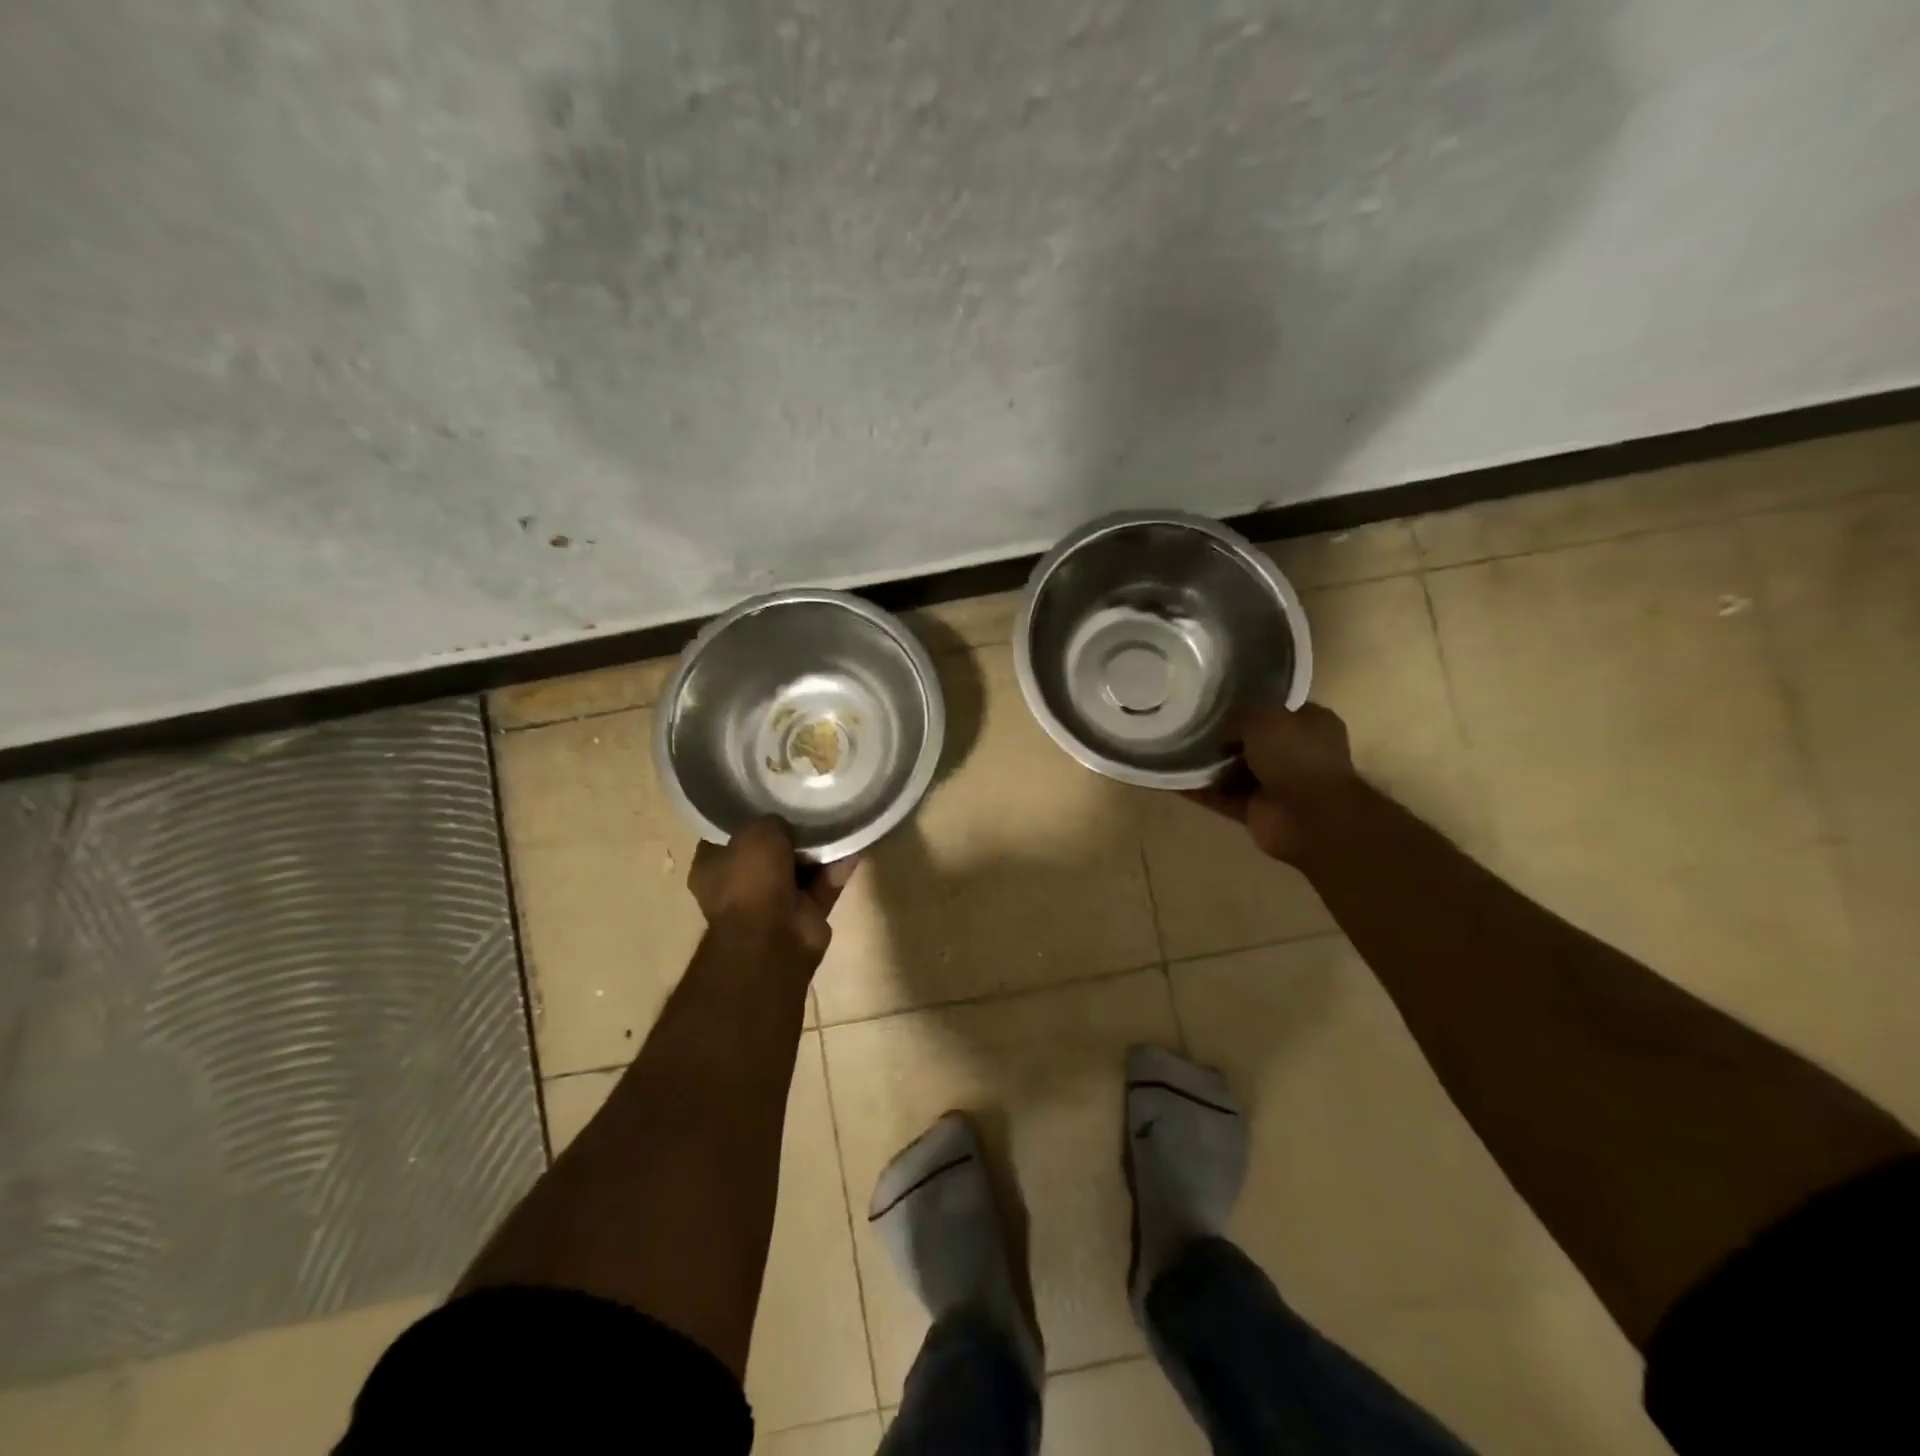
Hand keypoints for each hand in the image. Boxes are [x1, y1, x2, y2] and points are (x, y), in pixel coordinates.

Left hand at [688, 817, 855, 968]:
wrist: (773, 939)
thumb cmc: (750, 881)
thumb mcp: (756, 832)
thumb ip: (772, 821)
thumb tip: (787, 825)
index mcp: (713, 867)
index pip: (728, 834)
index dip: (749, 814)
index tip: (769, 794)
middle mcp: (740, 885)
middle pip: (768, 851)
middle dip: (789, 832)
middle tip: (810, 804)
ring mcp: (774, 902)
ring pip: (800, 867)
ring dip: (818, 849)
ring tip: (838, 817)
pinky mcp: (806, 914)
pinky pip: (825, 883)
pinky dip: (838, 867)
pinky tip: (855, 842)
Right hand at [1185, 702, 1358, 862]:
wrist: (1310, 817)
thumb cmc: (1296, 756)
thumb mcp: (1264, 717)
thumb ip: (1238, 716)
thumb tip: (1219, 731)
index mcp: (1310, 724)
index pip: (1275, 709)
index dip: (1247, 704)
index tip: (1213, 700)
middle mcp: (1295, 753)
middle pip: (1250, 740)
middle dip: (1221, 735)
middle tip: (1185, 723)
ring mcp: (1274, 784)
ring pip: (1232, 769)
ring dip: (1205, 764)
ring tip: (1168, 748)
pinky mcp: (1254, 810)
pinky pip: (1218, 796)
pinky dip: (1195, 791)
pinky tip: (1167, 778)